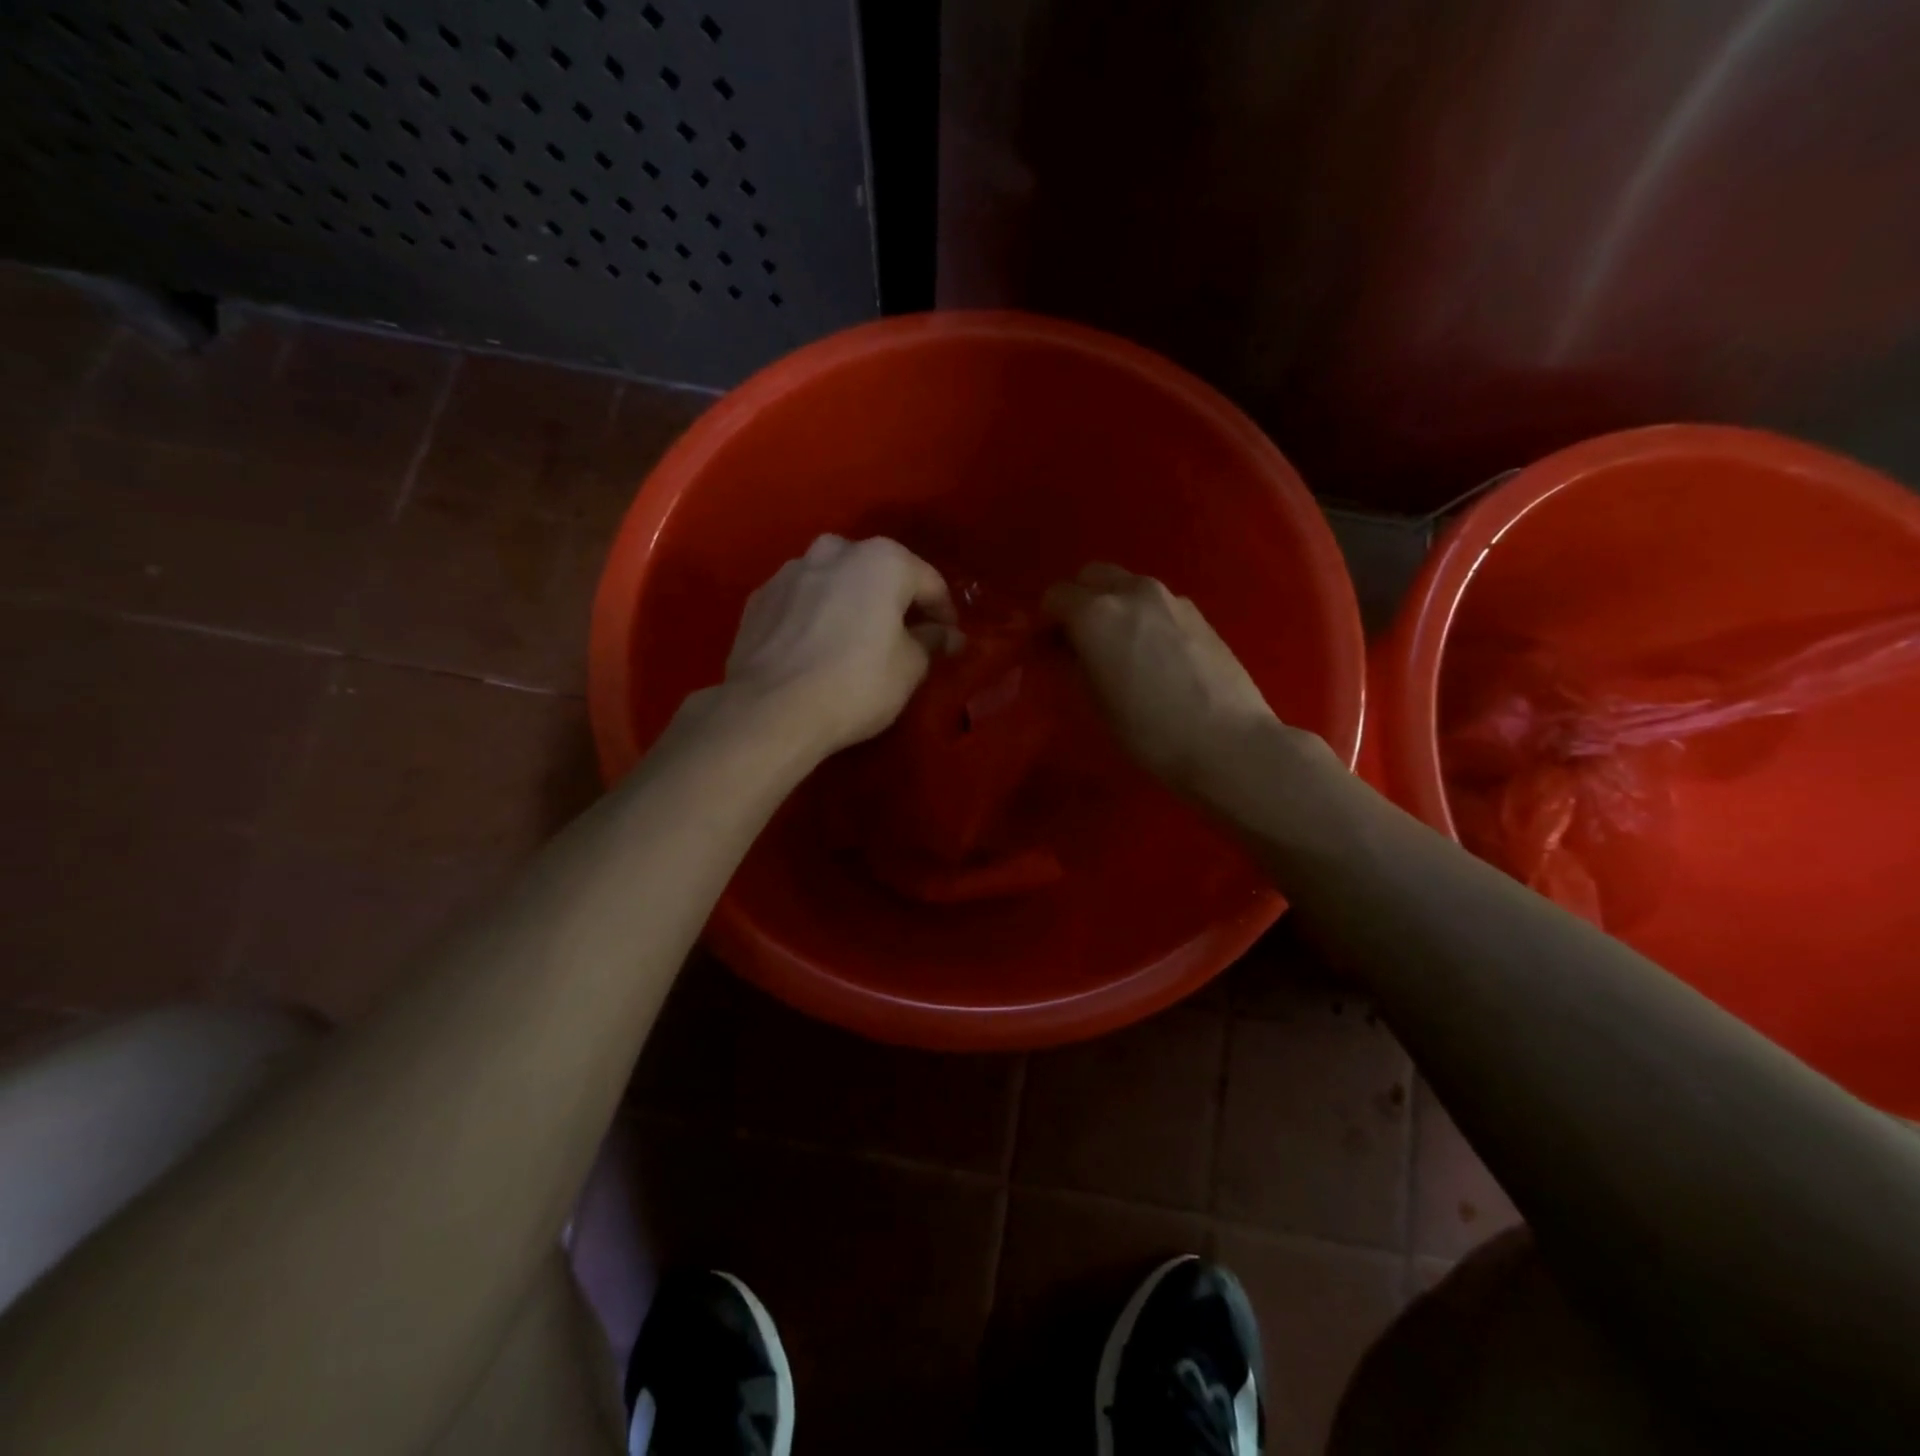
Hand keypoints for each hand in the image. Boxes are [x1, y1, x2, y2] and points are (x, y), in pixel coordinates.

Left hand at [723, 534, 957, 754]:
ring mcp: (791, 571)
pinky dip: (815, 616)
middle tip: (903, 637)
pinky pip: (802, 601)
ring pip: (836, 582)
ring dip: (851, 604)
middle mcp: (835, 550)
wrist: (770, 710)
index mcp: (882, 560)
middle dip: (894, 601)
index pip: (929, 582)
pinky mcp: (759, 597)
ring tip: (855, 641)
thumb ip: (931, 642)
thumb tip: (946, 635)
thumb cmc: (856, 685)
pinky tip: (816, 649)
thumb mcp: (910, 669)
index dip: (944, 613)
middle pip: (878, 573)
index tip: (948, 640)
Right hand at [1044, 563, 1285, 793]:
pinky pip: (1156, 603)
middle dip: (1078, 600)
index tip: (1046, 648)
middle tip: (1078, 640)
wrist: (1227, 741)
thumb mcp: (1095, 703)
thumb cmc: (1149, 731)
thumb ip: (1074, 664)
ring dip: (1113, 606)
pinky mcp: (1198, 613)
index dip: (1045, 622)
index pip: (1055, 596)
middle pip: (1092, 576)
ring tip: (1117, 648)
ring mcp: (1170, 599)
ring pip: (1127, 586)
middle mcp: (1132, 592)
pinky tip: (1153, 654)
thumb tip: (1067, 650)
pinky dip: (1142, 616)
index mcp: (1097, 613)